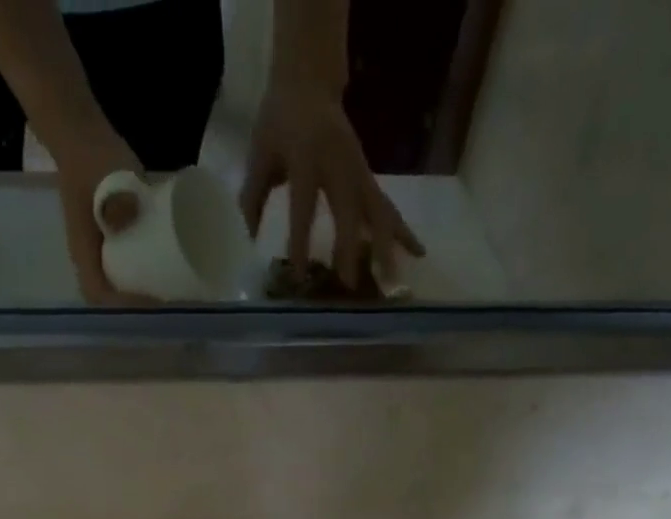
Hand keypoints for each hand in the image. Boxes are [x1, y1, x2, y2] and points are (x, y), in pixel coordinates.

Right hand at [51, 122, 154, 304]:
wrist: (81, 132)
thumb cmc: (89, 155)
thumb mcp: (102, 172)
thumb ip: (115, 196)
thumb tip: (129, 220)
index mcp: (83, 250)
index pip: (98, 292)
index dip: (123, 304)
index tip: (151, 301)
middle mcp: (91, 258)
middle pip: (111, 298)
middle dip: (138, 307)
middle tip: (169, 303)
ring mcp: (103, 251)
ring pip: (120, 286)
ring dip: (144, 297)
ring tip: (172, 295)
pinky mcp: (115, 241)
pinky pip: (130, 270)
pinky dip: (147, 279)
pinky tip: (167, 279)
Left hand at [241, 80, 424, 290]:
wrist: (309, 81)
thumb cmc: (279, 122)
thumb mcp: (260, 152)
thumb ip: (254, 194)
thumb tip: (253, 237)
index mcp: (307, 158)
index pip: (304, 207)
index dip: (301, 241)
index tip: (300, 275)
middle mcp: (339, 165)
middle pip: (349, 211)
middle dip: (351, 249)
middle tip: (352, 285)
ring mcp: (359, 171)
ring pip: (377, 210)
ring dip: (386, 246)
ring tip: (394, 278)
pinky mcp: (368, 178)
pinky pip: (387, 207)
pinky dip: (402, 231)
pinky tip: (418, 253)